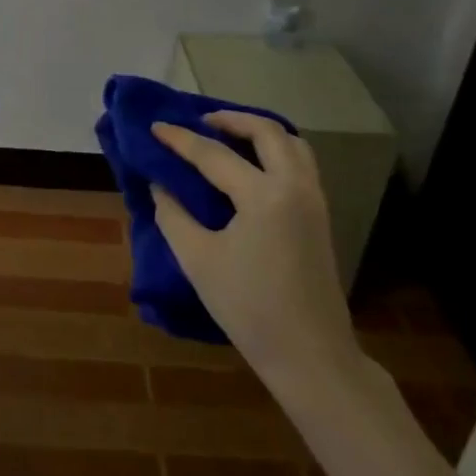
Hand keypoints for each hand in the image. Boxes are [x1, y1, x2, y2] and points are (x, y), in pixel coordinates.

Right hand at [151, 111, 365, 403]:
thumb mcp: (198, 260)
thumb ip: (173, 214)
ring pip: (291, 143)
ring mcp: (313, 200)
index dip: (180, 139)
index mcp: (264, 195)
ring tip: (228, 136)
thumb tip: (160, 184)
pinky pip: (300, 163)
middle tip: (200, 122)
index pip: (214, 155)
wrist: (310, 356)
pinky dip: (275, 150)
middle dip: (231, 119)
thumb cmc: (249, 308)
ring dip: (259, 131)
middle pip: (267, 131)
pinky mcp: (320, 216)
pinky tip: (252, 165)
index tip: (155, 126)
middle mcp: (294, 186)